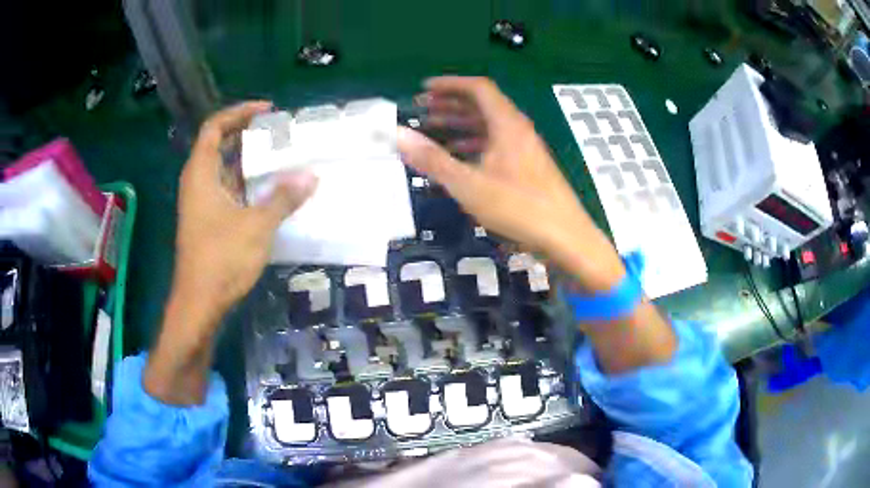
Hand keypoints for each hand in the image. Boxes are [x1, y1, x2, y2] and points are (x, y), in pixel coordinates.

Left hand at [173, 101, 317, 318]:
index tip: (267, 110)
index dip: (239, 113)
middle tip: (279, 132)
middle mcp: (198, 183)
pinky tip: (271, 190)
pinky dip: (247, 184)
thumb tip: (310, 176)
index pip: (214, 127)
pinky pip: (229, 190)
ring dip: (249, 161)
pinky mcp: (209, 221)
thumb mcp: (256, 225)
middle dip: (248, 135)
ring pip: (225, 170)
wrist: (199, 303)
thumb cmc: (221, 259)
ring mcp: (202, 203)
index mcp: (201, 173)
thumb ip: (282, 198)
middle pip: (219, 145)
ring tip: (281, 156)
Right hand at [399, 78, 675, 373]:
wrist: (566, 238)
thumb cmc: (519, 208)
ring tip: (433, 132)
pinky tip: (459, 159)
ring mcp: (525, 149)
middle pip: (483, 105)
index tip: (424, 89)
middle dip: (450, 104)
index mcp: (507, 124)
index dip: (450, 84)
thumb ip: (432, 159)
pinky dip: (474, 145)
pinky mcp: (528, 167)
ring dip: (460, 125)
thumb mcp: (469, 184)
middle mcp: (518, 130)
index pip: (478, 88)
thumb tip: (397, 135)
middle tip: (422, 110)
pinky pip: (497, 145)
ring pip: (489, 126)